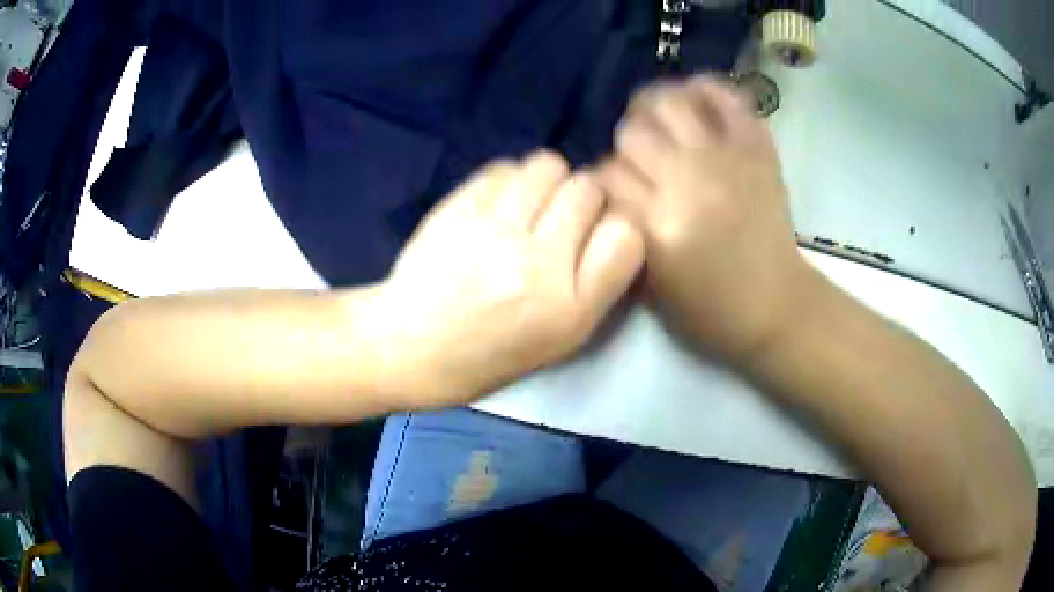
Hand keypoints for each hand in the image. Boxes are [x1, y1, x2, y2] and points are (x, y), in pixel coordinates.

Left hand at [380, 151, 643, 406]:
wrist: (411, 346)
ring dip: (548, 180)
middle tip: (559, 219)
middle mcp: (537, 265)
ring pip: (549, 165)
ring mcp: (493, 231)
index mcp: (569, 310)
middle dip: (583, 198)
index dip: (616, 228)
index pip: (626, 235)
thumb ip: (596, 284)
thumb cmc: (490, 354)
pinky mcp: (458, 208)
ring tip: (530, 206)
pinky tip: (498, 205)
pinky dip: (511, 180)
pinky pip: (505, 167)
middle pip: (589, 189)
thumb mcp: (560, 340)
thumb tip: (610, 221)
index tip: (597, 235)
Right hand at [597, 76, 815, 360]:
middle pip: (631, 132)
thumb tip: (608, 182)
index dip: (600, 178)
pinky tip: (694, 98)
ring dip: (654, 107)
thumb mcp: (649, 282)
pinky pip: (726, 98)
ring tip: (657, 118)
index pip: (605, 174)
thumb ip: (622, 226)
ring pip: (669, 103)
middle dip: (625, 144)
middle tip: (638, 157)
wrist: (775, 304)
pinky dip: (707, 90)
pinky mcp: (756, 149)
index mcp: (657, 224)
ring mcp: (725, 158)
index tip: (611, 187)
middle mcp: (688, 180)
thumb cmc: (709, 306)